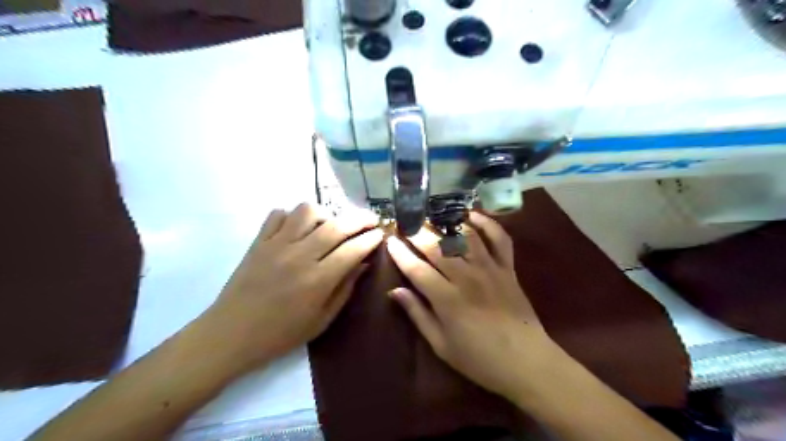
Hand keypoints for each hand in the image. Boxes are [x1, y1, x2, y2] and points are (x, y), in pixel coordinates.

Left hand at [199, 203, 383, 370]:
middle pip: (336, 225)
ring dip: (326, 213)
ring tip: (331, 224)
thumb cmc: (281, 334)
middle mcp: (299, 256)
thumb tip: (363, 264)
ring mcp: (276, 245)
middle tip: (371, 219)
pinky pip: (278, 214)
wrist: (231, 335)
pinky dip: (292, 215)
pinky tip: (299, 228)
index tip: (380, 233)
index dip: (370, 239)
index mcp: (317, 280)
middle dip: (360, 218)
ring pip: (307, 211)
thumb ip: (345, 289)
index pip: (352, 250)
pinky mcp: (258, 241)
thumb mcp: (322, 320)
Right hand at [385, 211, 558, 400]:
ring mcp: (490, 269)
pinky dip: (487, 223)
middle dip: (418, 233)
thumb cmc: (478, 359)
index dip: (400, 253)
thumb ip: (417, 314)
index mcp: (447, 299)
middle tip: (406, 225)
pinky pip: (499, 238)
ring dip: (446, 223)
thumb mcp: (441, 345)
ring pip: (465, 236)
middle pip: (437, 247)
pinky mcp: (508, 267)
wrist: (526, 361)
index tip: (390, 241)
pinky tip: (471, 214)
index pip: (416, 269)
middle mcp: (467, 277)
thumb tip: (395, 291)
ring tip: (431, 217)